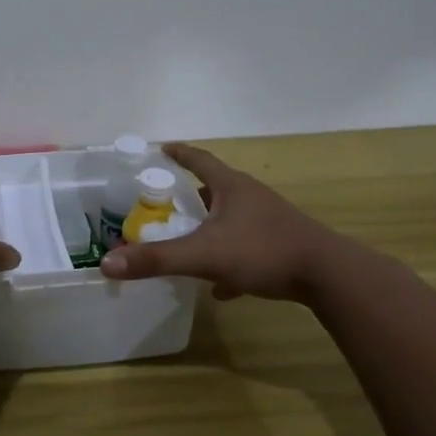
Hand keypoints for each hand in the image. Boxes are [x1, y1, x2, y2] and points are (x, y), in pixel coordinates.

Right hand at [99, 142, 340, 301]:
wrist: (327, 275)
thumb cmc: (263, 251)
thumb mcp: (203, 255)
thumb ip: (157, 259)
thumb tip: (107, 263)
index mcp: (231, 187)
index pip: (199, 160)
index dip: (179, 154)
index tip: (161, 148)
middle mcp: (250, 197)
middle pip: (214, 189)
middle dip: (190, 196)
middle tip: (165, 205)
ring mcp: (269, 221)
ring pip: (230, 220)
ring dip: (209, 229)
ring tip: (187, 243)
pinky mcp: (281, 246)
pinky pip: (246, 248)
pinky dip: (229, 261)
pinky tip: (221, 287)